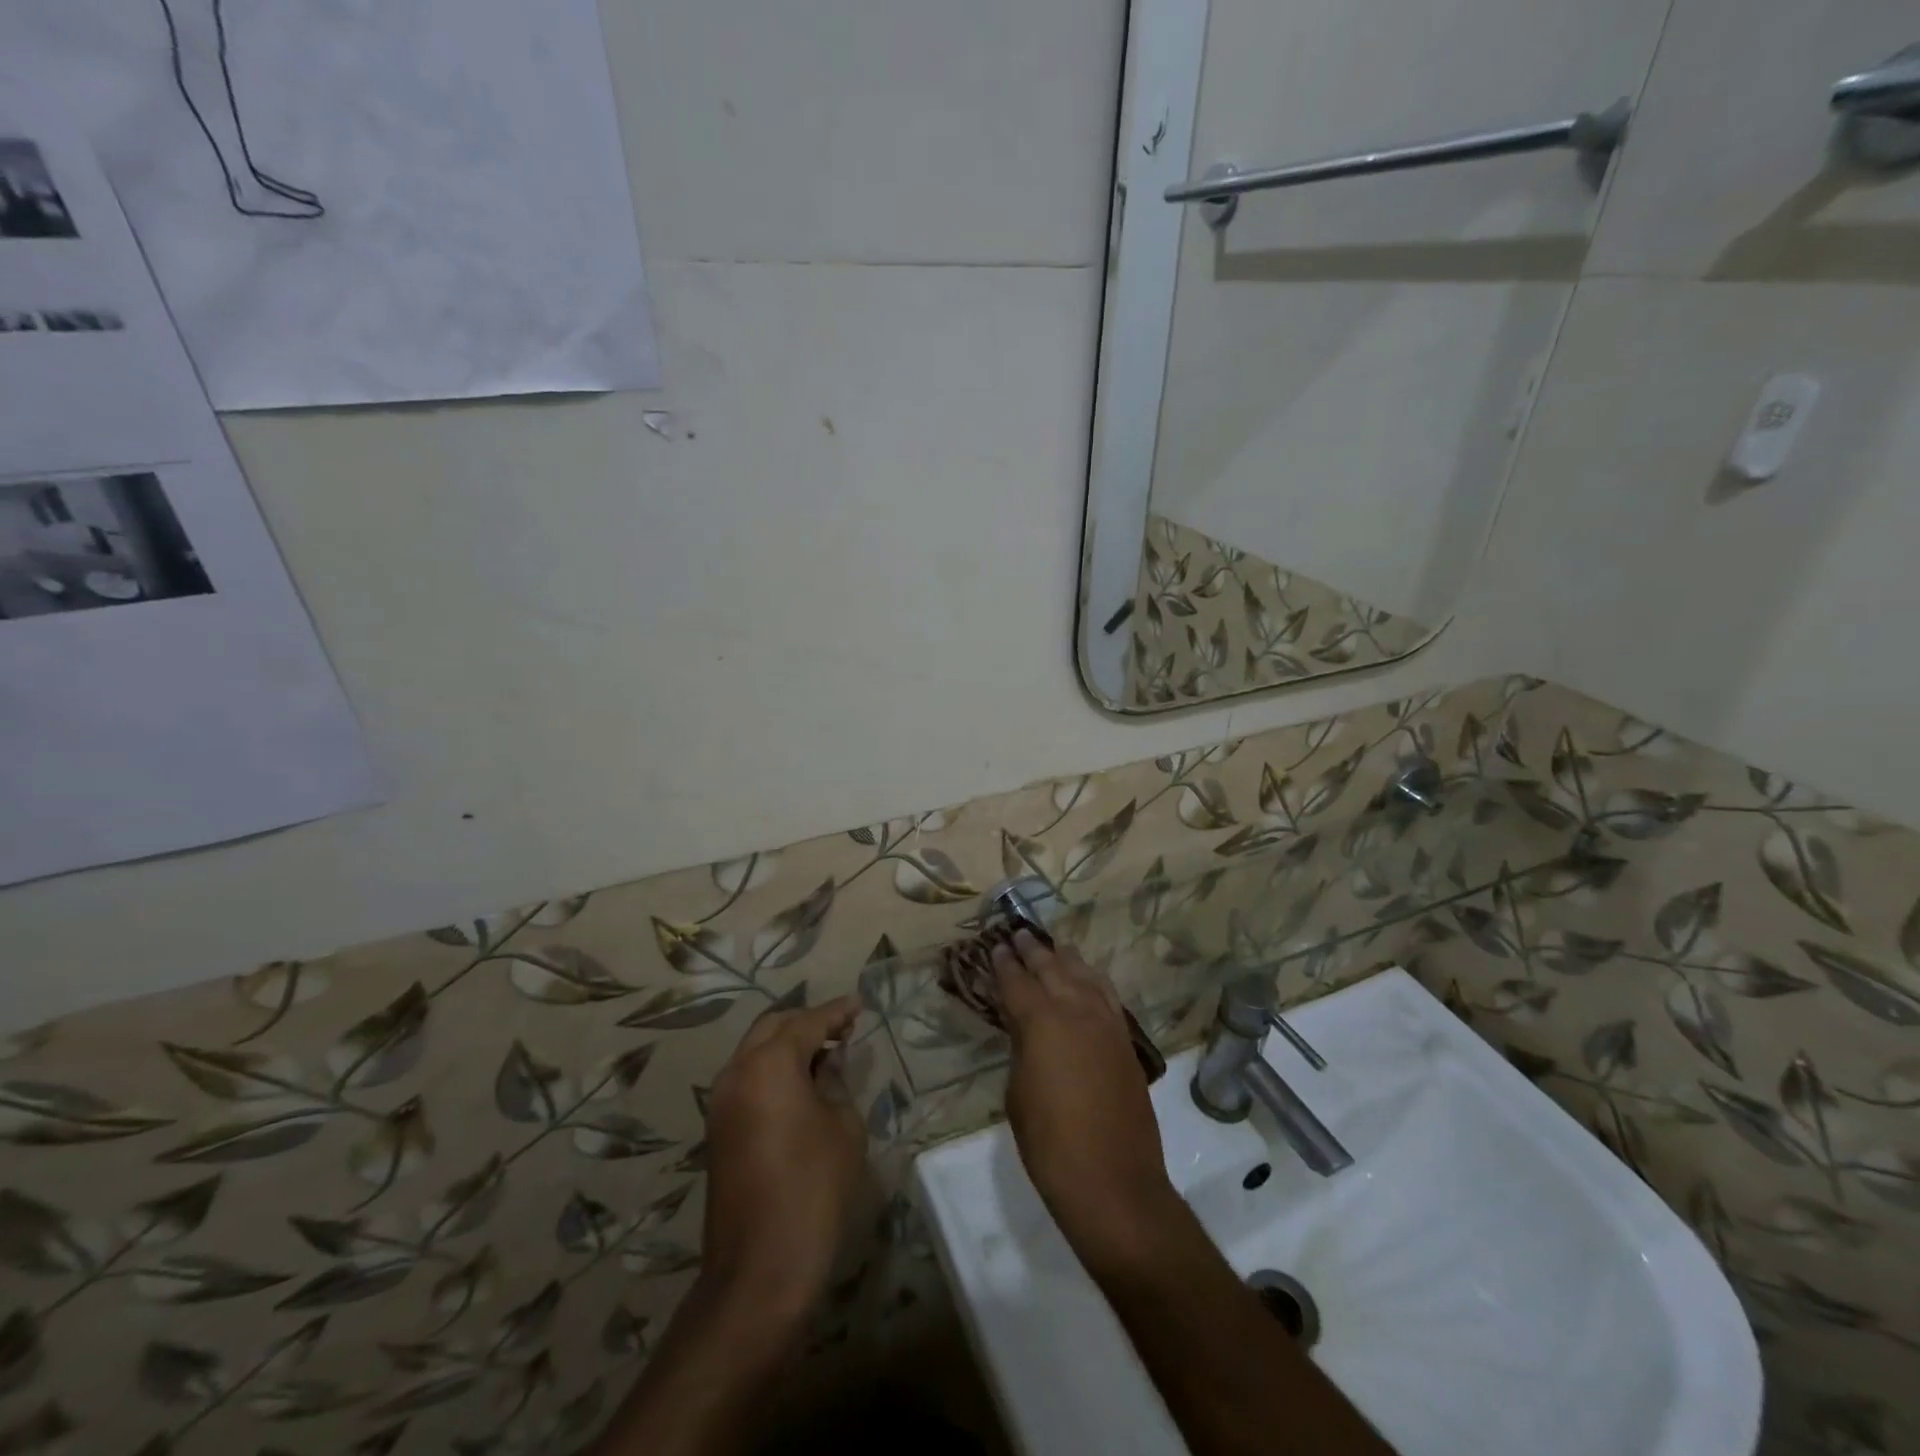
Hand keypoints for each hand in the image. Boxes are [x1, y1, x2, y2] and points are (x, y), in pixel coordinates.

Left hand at [701, 996, 866, 1321]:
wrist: (759, 1269)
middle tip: (843, 1027)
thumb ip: (835, 1080)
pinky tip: (802, 1083)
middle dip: (807, 1022)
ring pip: (756, 1051)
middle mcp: (736, 1073)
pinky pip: (748, 1078)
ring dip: (788, 1045)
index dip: (836, 1011)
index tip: (859, 1004)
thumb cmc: (813, 1188)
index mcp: (768, 1064)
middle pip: (773, 1027)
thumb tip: (829, 1060)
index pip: (807, 1022)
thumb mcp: (842, 1126)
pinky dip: (774, 1069)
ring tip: (826, 1053)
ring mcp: (721, 1102)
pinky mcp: (718, 1130)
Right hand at [994, 932, 1181, 1271]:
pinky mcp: (1125, 1041)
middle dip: (1033, 950)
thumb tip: (1026, 1029)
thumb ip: (1022, 1049)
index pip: (1017, 982)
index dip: (1005, 964)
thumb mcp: (1018, 1093)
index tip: (997, 946)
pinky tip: (1088, 978)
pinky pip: (1107, 996)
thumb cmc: (1050, 1143)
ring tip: (1054, 947)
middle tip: (1019, 934)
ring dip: (1066, 959)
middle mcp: (1075, 1011)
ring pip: (1084, 976)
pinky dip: (1094, 981)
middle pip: (1052, 968)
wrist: (1112, 1181)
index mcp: (1041, 1022)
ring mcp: (1106, 1023)